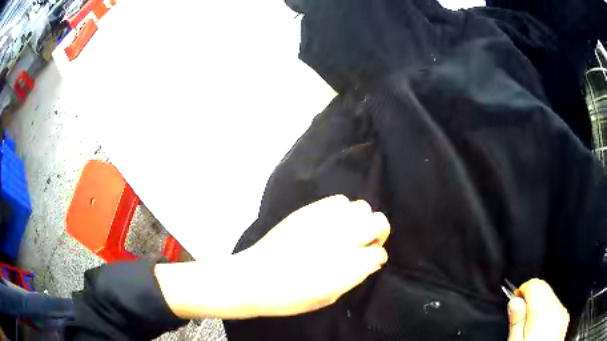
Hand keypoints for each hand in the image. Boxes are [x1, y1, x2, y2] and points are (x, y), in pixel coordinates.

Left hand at [156, 195, 390, 318]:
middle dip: (377, 232)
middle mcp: (342, 237)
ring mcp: (326, 220)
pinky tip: (331, 223)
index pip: (378, 253)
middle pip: (378, 222)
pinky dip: (341, 210)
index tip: (369, 260)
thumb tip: (371, 261)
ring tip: (347, 231)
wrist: (255, 278)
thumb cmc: (291, 296)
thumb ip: (354, 276)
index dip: (375, 258)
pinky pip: (338, 201)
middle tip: (364, 243)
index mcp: (349, 264)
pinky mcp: (309, 211)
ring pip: (360, 207)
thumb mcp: (329, 296)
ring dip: (359, 220)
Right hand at [507, 279, 568, 340]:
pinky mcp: (565, 319)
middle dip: (532, 299)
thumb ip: (516, 321)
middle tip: (521, 320)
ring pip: (552, 298)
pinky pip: (557, 309)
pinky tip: (542, 332)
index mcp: (542, 311)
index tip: (515, 304)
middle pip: (544, 289)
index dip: (522, 292)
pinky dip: (549, 314)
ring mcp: (563, 312)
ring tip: (531, 329)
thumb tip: (514, 302)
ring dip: (541, 306)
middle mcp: (555, 307)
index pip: (534, 284)